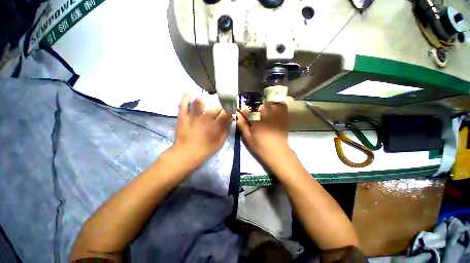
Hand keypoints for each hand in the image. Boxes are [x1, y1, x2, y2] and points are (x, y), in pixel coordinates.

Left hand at [171, 93, 231, 166]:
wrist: (186, 154)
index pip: (226, 112)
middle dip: (220, 107)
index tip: (230, 109)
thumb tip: (229, 119)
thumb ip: (226, 130)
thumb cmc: (205, 150)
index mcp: (216, 126)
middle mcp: (205, 118)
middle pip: (216, 106)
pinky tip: (191, 93)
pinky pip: (184, 103)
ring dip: (206, 99)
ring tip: (207, 101)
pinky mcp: (183, 116)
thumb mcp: (220, 142)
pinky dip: (187, 96)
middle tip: (219, 110)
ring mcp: (193, 116)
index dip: (230, 109)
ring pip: (200, 101)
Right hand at [236, 102, 290, 165]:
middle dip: (256, 108)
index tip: (243, 112)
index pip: (248, 110)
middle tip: (255, 114)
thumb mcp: (248, 138)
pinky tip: (274, 110)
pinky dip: (278, 105)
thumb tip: (238, 115)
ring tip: (265, 111)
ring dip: (267, 105)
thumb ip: (242, 125)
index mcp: (257, 120)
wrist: (278, 153)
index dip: (244, 110)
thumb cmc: (261, 147)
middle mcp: (267, 115)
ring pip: (271, 103)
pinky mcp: (284, 118)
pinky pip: (282, 106)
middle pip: (260, 105)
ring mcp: (277, 115)